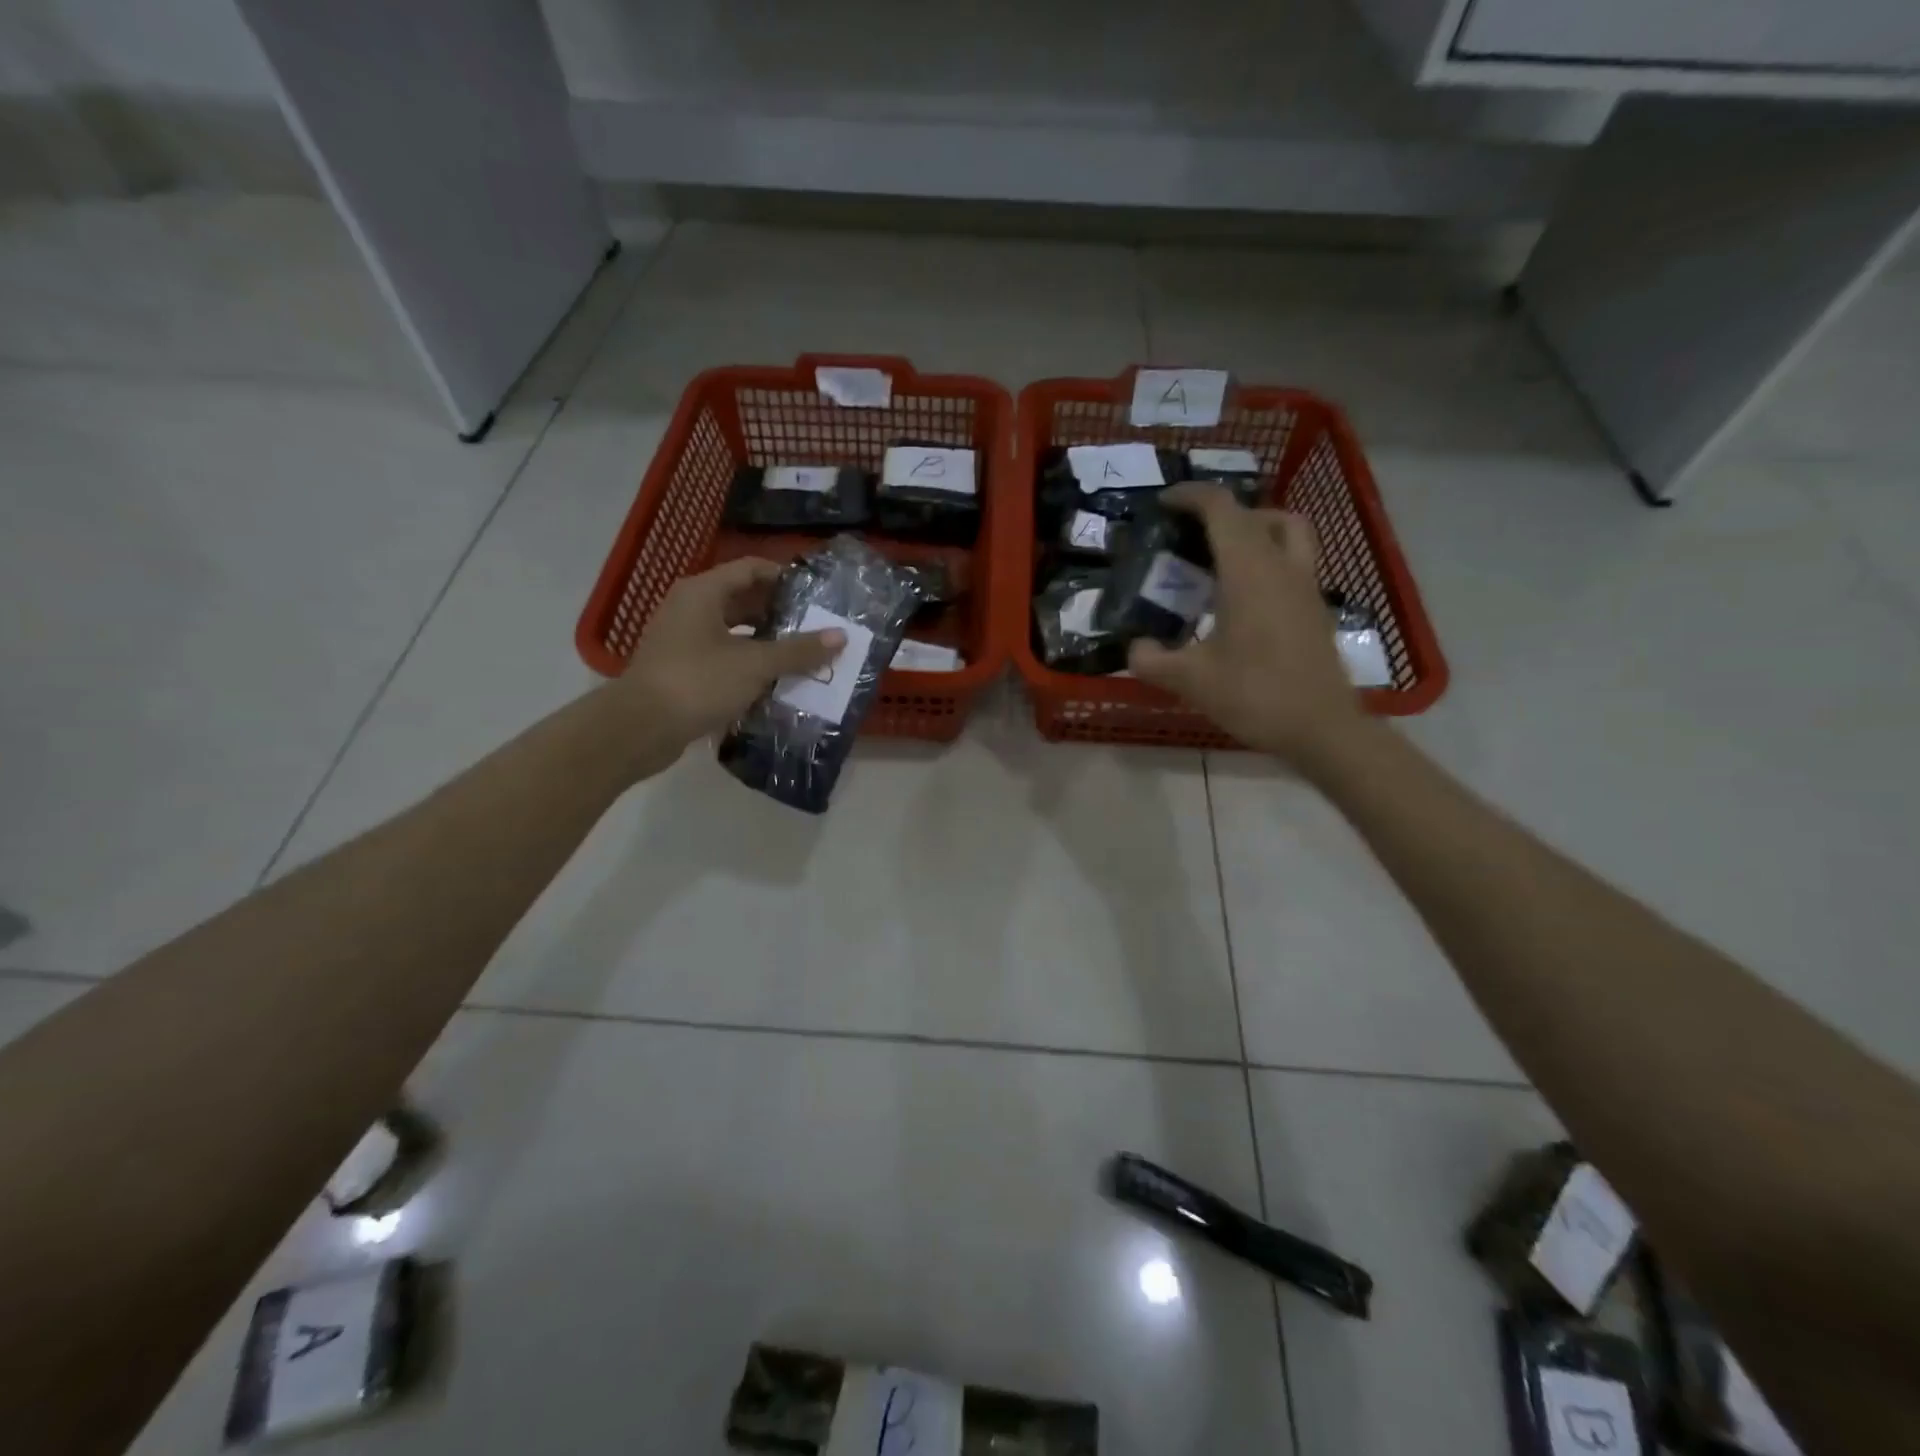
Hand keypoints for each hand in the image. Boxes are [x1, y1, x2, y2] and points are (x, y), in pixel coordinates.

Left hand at [610, 558, 844, 773]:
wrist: (640, 728)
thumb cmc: (698, 682)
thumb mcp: (755, 664)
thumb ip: (798, 650)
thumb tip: (840, 636)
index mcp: (703, 592)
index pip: (751, 568)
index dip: (784, 577)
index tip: (816, 593)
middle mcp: (689, 608)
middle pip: (742, 599)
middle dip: (779, 612)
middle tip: (815, 626)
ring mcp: (682, 639)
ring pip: (733, 631)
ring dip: (765, 641)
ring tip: (801, 654)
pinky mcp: (681, 669)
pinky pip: (722, 656)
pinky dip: (748, 663)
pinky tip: (774, 680)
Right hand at [1128, 484, 1362, 767]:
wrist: (1321, 727)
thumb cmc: (1254, 694)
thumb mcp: (1189, 680)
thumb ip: (1151, 660)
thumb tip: (1135, 648)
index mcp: (1248, 570)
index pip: (1221, 509)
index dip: (1190, 496)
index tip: (1164, 504)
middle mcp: (1281, 566)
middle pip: (1257, 514)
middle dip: (1221, 513)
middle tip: (1191, 535)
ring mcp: (1306, 586)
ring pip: (1288, 532)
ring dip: (1256, 529)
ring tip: (1224, 556)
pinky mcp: (1316, 609)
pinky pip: (1294, 562)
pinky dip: (1269, 560)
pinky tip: (1244, 597)